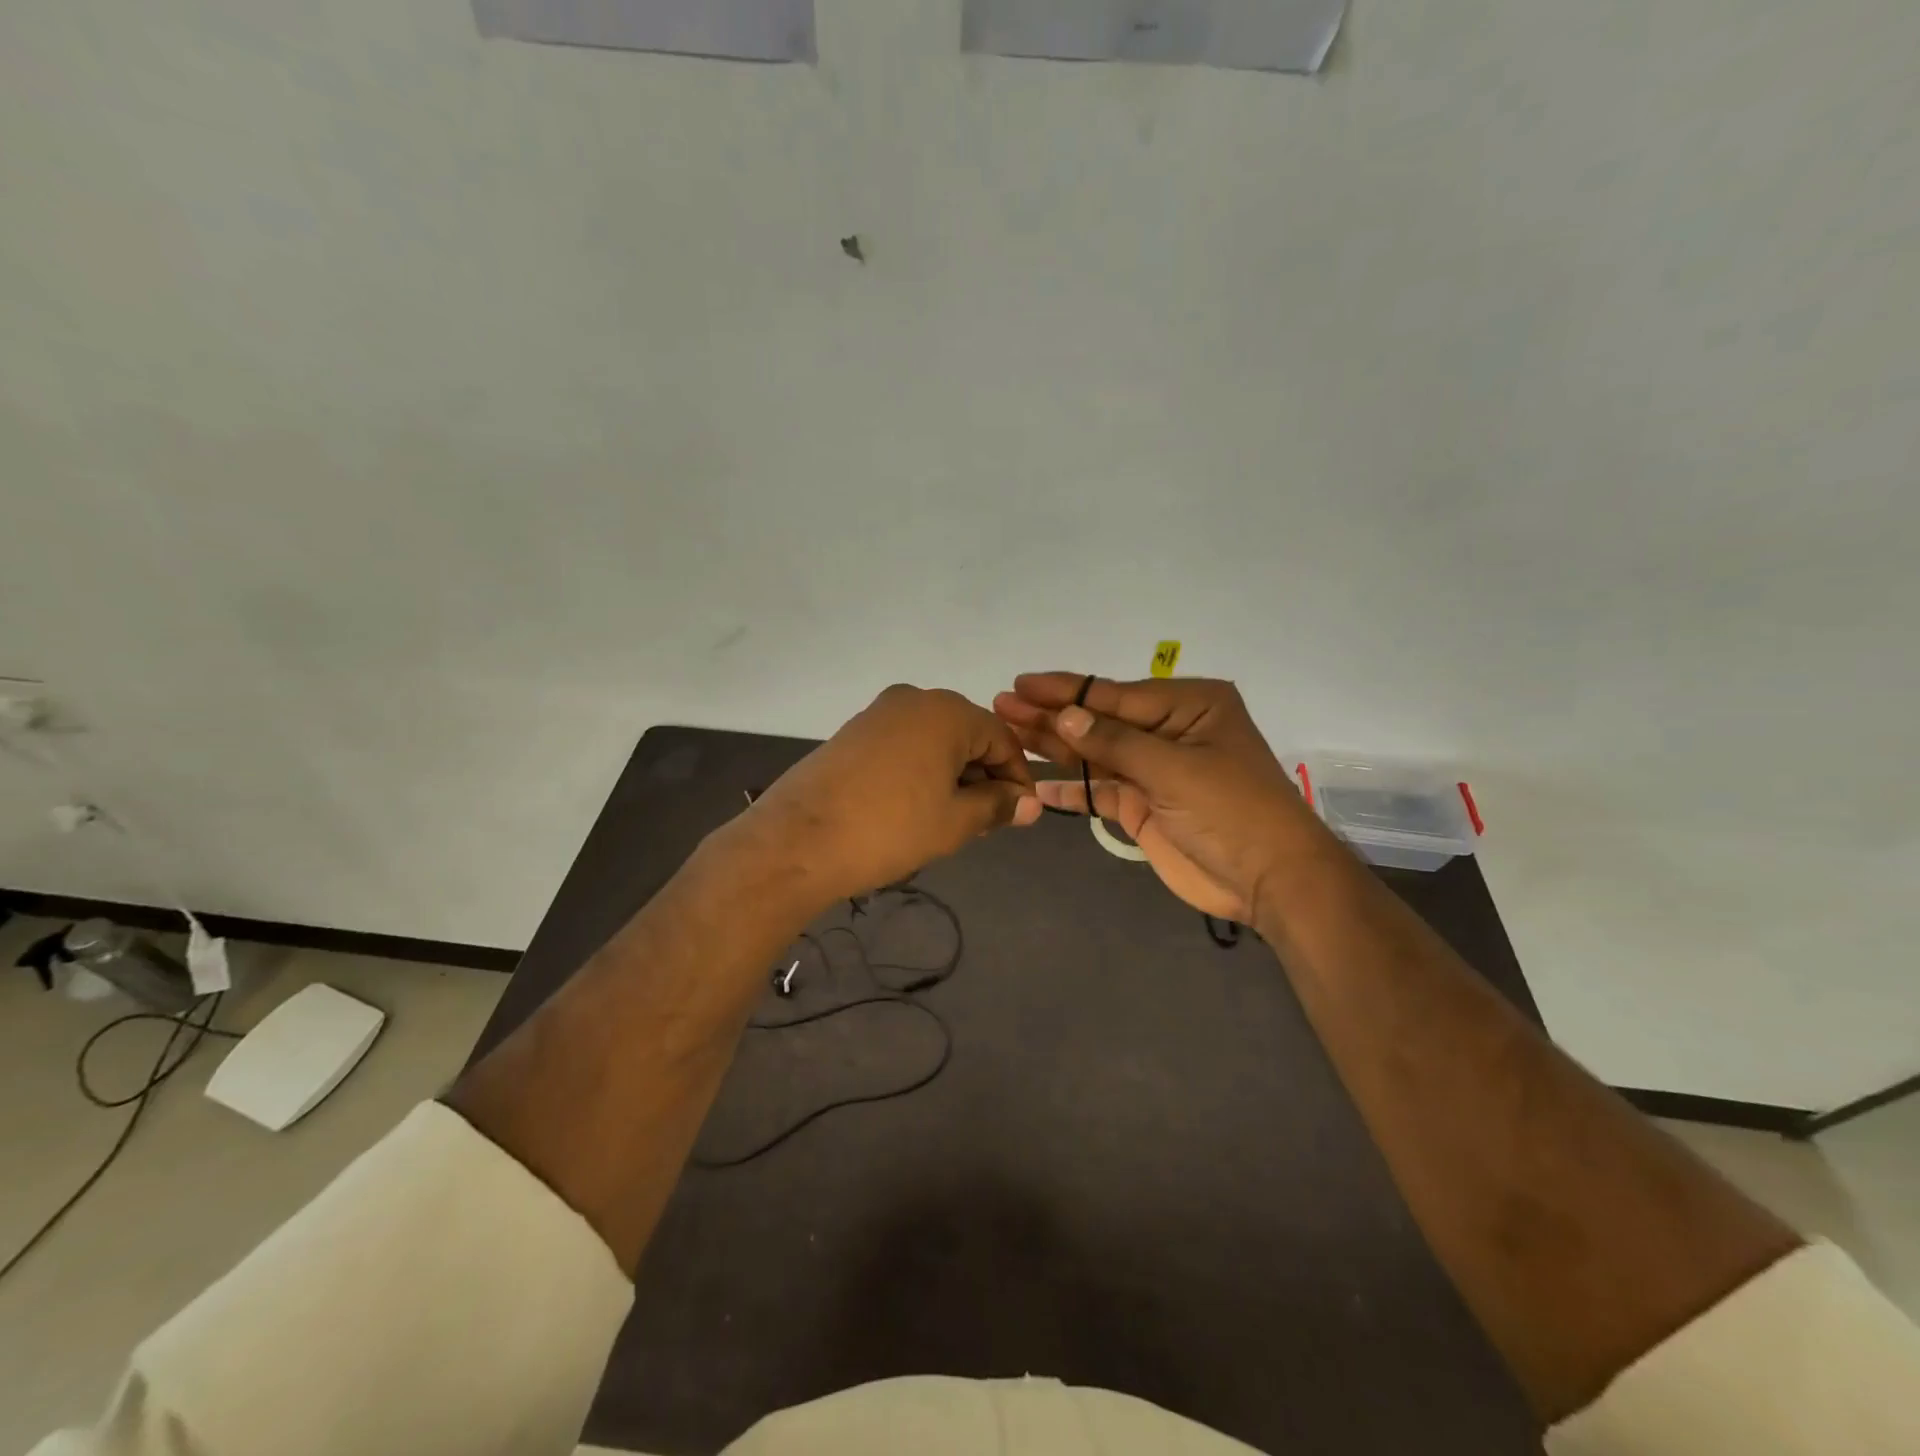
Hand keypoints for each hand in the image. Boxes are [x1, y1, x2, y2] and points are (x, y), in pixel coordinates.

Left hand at [742, 684, 1040, 908]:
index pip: (1002, 738)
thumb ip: (997, 806)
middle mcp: (914, 699)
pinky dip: (920, 770)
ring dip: (952, 775)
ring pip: (934, 741)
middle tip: (986, 822)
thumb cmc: (889, 829)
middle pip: (968, 734)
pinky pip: (903, 745)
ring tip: (951, 820)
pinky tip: (915, 806)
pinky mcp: (853, 732)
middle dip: (984, 776)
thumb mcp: (954, 822)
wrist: (797, 841)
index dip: (1018, 777)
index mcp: (947, 712)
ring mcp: (878, 712)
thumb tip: (1030, 803)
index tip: (1021, 814)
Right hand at [992, 673, 1313, 921]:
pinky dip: (1072, 789)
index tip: (1022, 683)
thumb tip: (1063, 716)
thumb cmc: (1232, 810)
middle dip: (1051, 716)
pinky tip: (1038, 783)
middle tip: (1001, 706)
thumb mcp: (1175, 769)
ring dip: (1054, 747)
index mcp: (1187, 705)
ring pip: (1094, 754)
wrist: (1269, 879)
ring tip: (1008, 734)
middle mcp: (1167, 730)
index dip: (1065, 691)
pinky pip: (1099, 790)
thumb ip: (1115, 742)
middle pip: (1098, 721)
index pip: (1114, 693)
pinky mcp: (1143, 805)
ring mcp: (1153, 770)